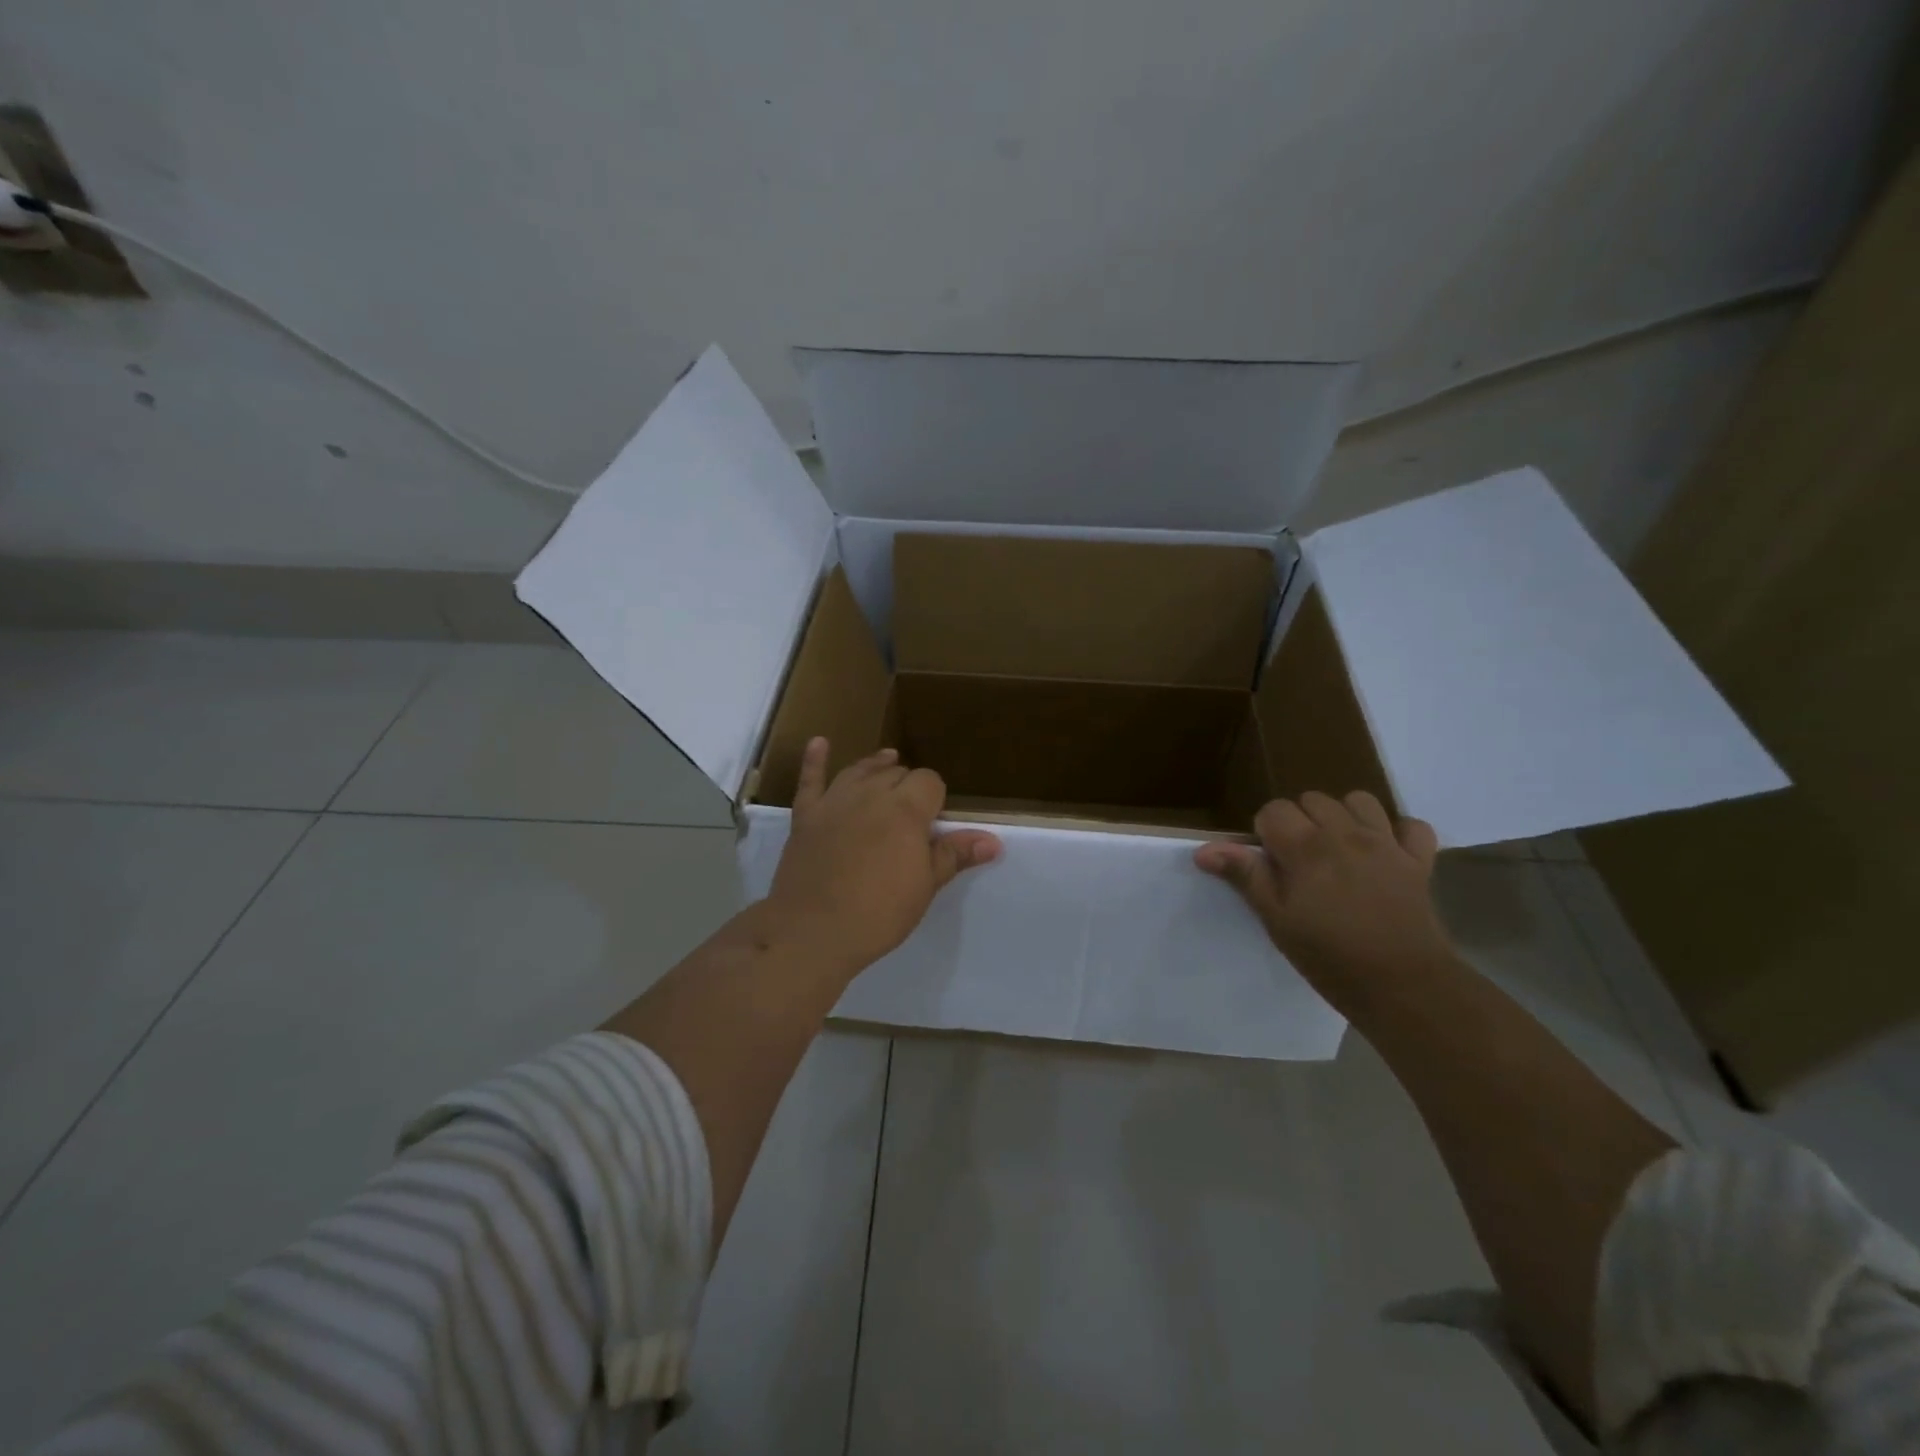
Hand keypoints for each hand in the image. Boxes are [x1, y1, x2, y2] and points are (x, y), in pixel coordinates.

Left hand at [766, 739, 1000, 973]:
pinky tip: (820, 743)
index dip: (935, 798)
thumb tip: (994, 841)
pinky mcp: (806, 815)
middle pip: (896, 773)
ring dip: (876, 766)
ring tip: (887, 762)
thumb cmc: (879, 912)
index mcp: (906, 809)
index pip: (929, 781)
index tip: (935, 822)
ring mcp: (834, 802)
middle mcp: (871, 794)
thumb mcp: (925, 886)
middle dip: (907, 785)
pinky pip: (810, 780)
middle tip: (911, 814)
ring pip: (860, 770)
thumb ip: (955, 854)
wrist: (813, 931)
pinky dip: (815, 760)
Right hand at [1194, 791, 1451, 997]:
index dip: (1265, 833)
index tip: (1270, 864)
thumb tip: (1203, 850)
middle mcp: (1346, 834)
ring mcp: (1387, 844)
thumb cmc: (1329, 957)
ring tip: (1338, 848)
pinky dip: (1398, 832)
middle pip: (1313, 800)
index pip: (1274, 810)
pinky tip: (1385, 852)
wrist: (1404, 987)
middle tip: (1299, 861)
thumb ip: (1245, 876)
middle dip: (1301, 821)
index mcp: (1306, 847)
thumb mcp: (1276, 920)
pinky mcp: (1419, 861)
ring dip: (1344, 816)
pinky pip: (1412, 826)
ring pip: (1360, 801)